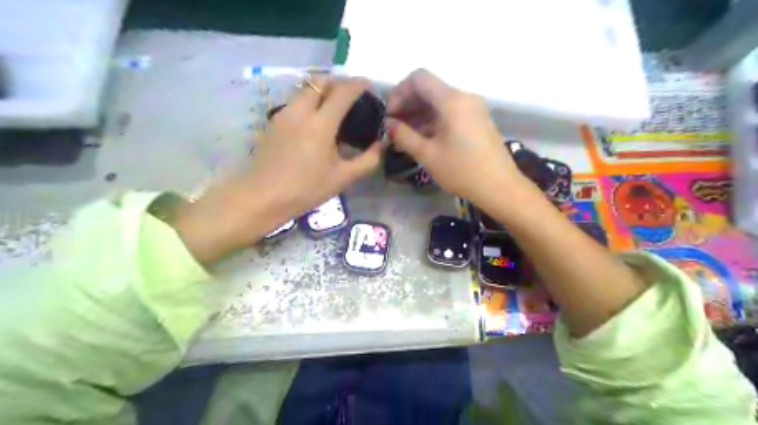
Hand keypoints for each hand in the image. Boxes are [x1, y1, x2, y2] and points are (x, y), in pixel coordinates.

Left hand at [173, 76, 381, 261]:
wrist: (262, 197)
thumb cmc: (306, 189)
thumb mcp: (343, 178)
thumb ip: (368, 160)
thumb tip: (381, 144)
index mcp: (320, 124)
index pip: (342, 92)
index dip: (358, 84)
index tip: (368, 84)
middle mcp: (300, 111)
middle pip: (320, 82)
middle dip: (338, 83)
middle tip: (351, 95)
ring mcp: (283, 114)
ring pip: (305, 89)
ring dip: (322, 90)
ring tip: (334, 106)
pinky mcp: (273, 122)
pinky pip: (295, 101)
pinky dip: (309, 101)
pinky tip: (315, 120)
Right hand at [385, 70, 531, 208]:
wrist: (500, 187)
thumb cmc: (462, 171)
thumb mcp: (428, 155)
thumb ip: (403, 136)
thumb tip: (387, 124)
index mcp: (452, 100)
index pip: (419, 78)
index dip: (399, 92)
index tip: (389, 115)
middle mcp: (464, 97)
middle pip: (429, 89)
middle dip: (407, 105)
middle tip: (393, 127)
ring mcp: (473, 108)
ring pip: (438, 102)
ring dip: (418, 115)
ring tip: (403, 137)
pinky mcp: (477, 120)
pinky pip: (449, 112)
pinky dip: (432, 121)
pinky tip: (422, 139)